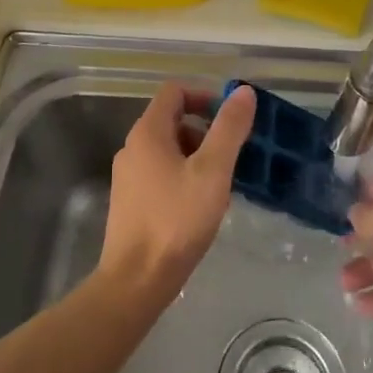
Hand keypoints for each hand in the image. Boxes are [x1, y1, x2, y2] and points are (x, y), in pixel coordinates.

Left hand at [99, 81, 255, 299]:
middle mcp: (132, 147)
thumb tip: (244, 91)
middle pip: (172, 120)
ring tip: (221, 184)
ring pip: (168, 150)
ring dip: (197, 156)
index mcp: (147, 132)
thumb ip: (229, 129)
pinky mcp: (130, 202)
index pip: (175, 91)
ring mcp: (128, 176)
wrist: (136, 281)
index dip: (205, 96)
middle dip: (205, 130)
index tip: (230, 118)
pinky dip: (183, 177)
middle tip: (232, 155)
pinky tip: (201, 206)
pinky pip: (161, 174)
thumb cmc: (176, 220)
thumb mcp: (212, 171)